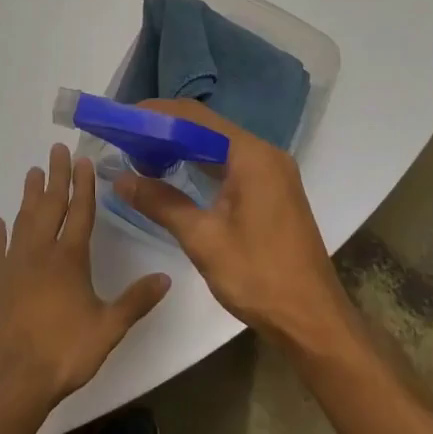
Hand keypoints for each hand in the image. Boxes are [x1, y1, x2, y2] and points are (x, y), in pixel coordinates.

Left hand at [0, 143, 170, 417]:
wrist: (9, 381)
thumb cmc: (63, 353)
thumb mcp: (108, 329)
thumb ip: (136, 301)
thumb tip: (166, 277)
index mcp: (70, 259)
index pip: (80, 213)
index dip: (82, 185)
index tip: (82, 160)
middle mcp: (39, 254)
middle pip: (48, 206)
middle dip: (54, 177)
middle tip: (54, 150)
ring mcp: (11, 266)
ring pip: (21, 221)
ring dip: (28, 196)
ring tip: (31, 172)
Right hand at [113, 101, 350, 349]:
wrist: (311, 318)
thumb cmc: (258, 275)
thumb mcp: (202, 238)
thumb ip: (161, 203)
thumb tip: (121, 179)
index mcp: (251, 156)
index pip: (196, 118)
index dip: (157, 115)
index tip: (122, 121)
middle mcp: (265, 155)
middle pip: (208, 129)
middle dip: (166, 131)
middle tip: (125, 140)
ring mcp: (272, 173)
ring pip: (219, 147)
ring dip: (182, 148)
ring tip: (141, 156)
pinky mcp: (272, 192)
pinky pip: (231, 165)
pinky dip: (201, 166)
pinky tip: (175, 176)